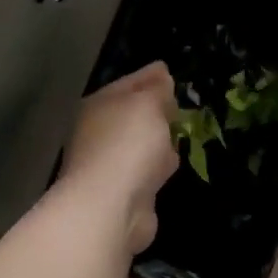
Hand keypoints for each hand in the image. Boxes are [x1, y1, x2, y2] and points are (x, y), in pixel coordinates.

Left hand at [60, 63, 178, 252]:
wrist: (111, 207)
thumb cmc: (128, 145)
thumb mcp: (147, 105)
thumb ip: (156, 90)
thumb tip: (161, 77)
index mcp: (98, 105)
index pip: (128, 83)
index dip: (150, 76)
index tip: (168, 70)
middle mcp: (98, 132)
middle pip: (132, 114)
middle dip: (153, 108)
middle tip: (177, 102)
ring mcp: (109, 164)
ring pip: (140, 143)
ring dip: (156, 139)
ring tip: (178, 131)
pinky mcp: (123, 191)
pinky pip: (146, 169)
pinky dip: (157, 167)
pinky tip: (170, 165)